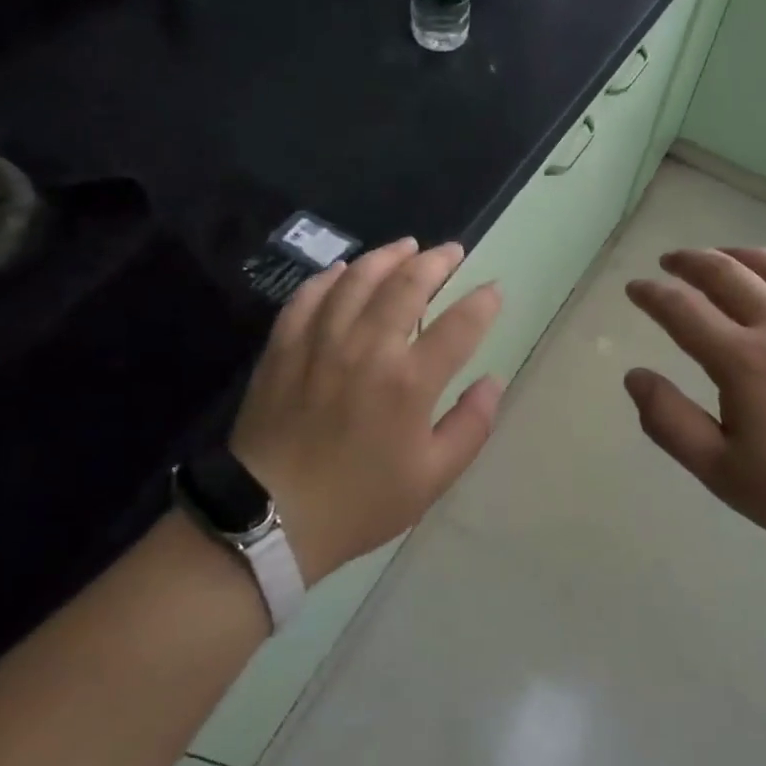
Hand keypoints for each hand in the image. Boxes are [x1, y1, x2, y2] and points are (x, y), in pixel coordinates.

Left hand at [229, 239, 503, 584]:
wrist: (271, 518)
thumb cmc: (360, 502)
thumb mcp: (432, 478)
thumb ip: (471, 426)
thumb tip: (492, 382)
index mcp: (409, 382)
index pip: (459, 325)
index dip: (483, 302)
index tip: (493, 290)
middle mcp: (367, 348)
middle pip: (407, 285)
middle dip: (436, 262)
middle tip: (451, 251)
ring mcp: (321, 342)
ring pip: (357, 279)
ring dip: (387, 257)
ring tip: (406, 247)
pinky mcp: (284, 347)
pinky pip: (309, 296)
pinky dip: (330, 277)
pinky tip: (344, 270)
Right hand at [623, 247, 765, 568]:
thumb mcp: (722, 472)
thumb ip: (670, 421)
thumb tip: (635, 376)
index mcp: (743, 359)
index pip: (683, 309)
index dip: (652, 294)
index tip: (635, 288)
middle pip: (728, 273)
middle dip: (691, 261)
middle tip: (670, 261)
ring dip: (740, 254)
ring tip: (722, 256)